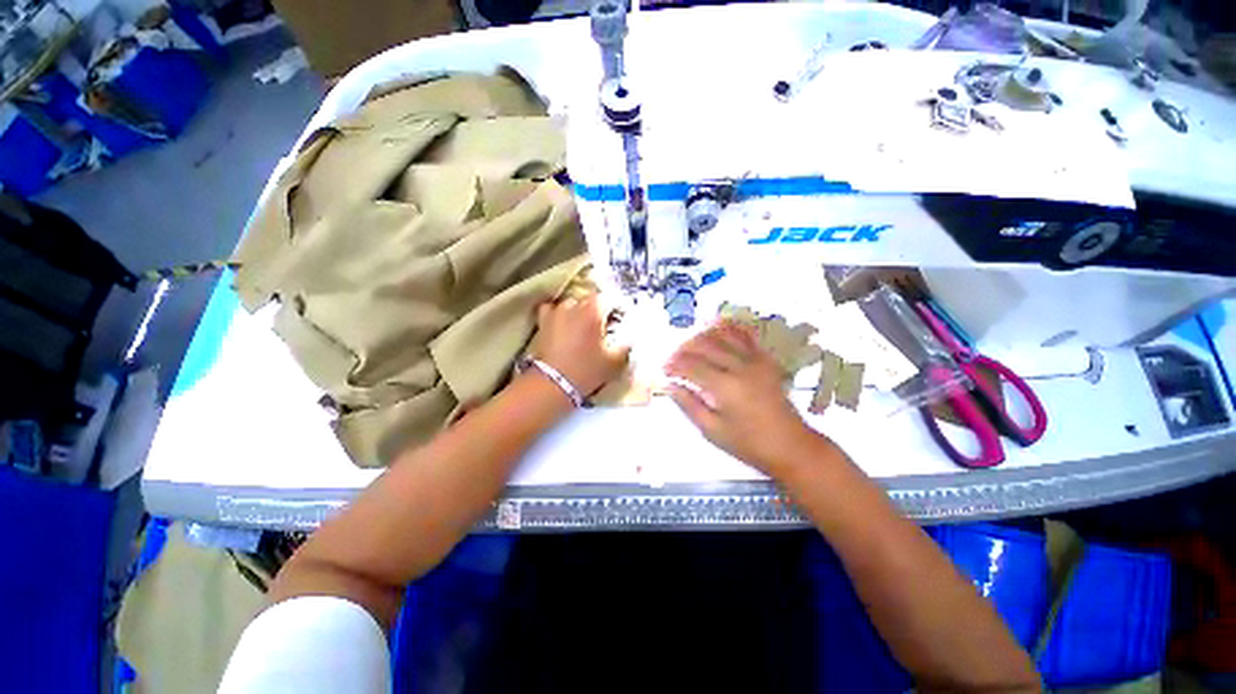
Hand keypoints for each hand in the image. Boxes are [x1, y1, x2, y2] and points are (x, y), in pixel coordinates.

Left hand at [532, 295, 630, 396]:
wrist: (553, 384)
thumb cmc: (587, 370)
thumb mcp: (615, 360)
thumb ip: (626, 344)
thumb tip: (631, 335)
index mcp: (594, 309)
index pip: (612, 299)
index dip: (620, 308)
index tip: (623, 320)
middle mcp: (574, 303)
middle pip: (592, 299)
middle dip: (601, 310)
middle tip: (606, 326)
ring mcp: (556, 311)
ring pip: (573, 303)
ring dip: (581, 311)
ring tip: (585, 327)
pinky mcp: (543, 321)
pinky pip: (553, 310)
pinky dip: (560, 314)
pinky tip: (563, 324)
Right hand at [666, 321, 821, 474]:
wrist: (790, 445)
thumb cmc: (748, 443)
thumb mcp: (712, 430)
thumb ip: (689, 405)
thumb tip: (670, 386)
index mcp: (724, 386)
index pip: (691, 366)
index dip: (674, 365)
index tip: (664, 370)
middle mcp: (739, 366)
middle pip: (705, 346)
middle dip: (684, 349)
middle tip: (674, 358)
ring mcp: (755, 360)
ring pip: (723, 335)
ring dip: (703, 335)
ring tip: (691, 344)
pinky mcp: (765, 359)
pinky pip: (746, 335)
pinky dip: (730, 328)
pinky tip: (719, 327)